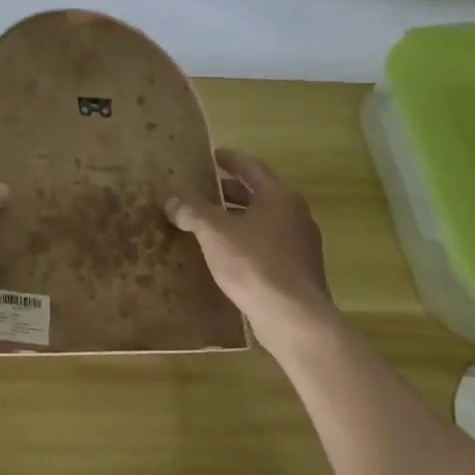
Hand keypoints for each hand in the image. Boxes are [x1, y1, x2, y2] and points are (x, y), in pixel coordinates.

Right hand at [166, 148, 336, 348]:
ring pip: (264, 220)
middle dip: (231, 190)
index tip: (213, 155)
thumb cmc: (254, 264)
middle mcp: (294, 214)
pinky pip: (268, 243)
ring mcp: (301, 244)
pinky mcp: (299, 270)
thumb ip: (192, 212)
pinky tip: (227, 253)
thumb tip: (173, 201)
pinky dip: (247, 239)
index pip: (251, 168)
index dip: (230, 159)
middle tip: (204, 189)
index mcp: (278, 197)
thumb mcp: (214, 233)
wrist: (295, 318)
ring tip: (210, 222)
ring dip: (238, 217)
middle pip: (259, 194)